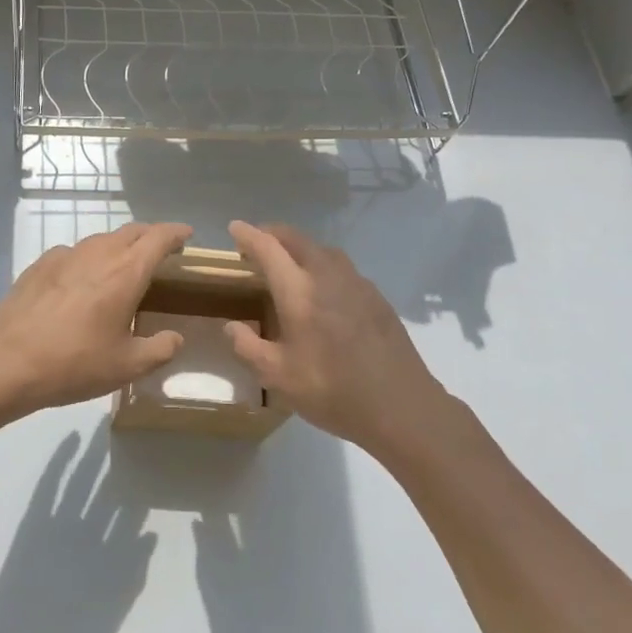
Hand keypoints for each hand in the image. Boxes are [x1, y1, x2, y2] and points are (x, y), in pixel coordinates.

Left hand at [0, 223, 192, 420]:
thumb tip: (175, 338)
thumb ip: (160, 349)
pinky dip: (88, 259)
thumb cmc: (75, 363)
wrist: (6, 361)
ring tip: (123, 268)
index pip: (159, 237)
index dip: (176, 233)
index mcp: (126, 271)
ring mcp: (65, 255)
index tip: (187, 236)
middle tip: (161, 252)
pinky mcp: (39, 265)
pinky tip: (82, 282)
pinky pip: (73, 253)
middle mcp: (98, 253)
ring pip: (101, 240)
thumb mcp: (128, 366)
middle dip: (151, 236)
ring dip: (119, 246)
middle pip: (131, 231)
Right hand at [225, 220, 457, 455]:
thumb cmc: (331, 390)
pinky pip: (343, 269)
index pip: (268, 249)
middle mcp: (328, 276)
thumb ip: (248, 347)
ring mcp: (357, 284)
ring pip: (324, 251)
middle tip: (258, 243)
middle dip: (274, 234)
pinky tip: (324, 290)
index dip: (248, 235)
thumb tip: (231, 326)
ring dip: (301, 248)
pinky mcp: (377, 298)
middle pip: (298, 240)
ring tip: (289, 263)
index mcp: (299, 291)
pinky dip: (324, 266)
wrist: (400, 405)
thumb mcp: (277, 376)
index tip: (234, 227)